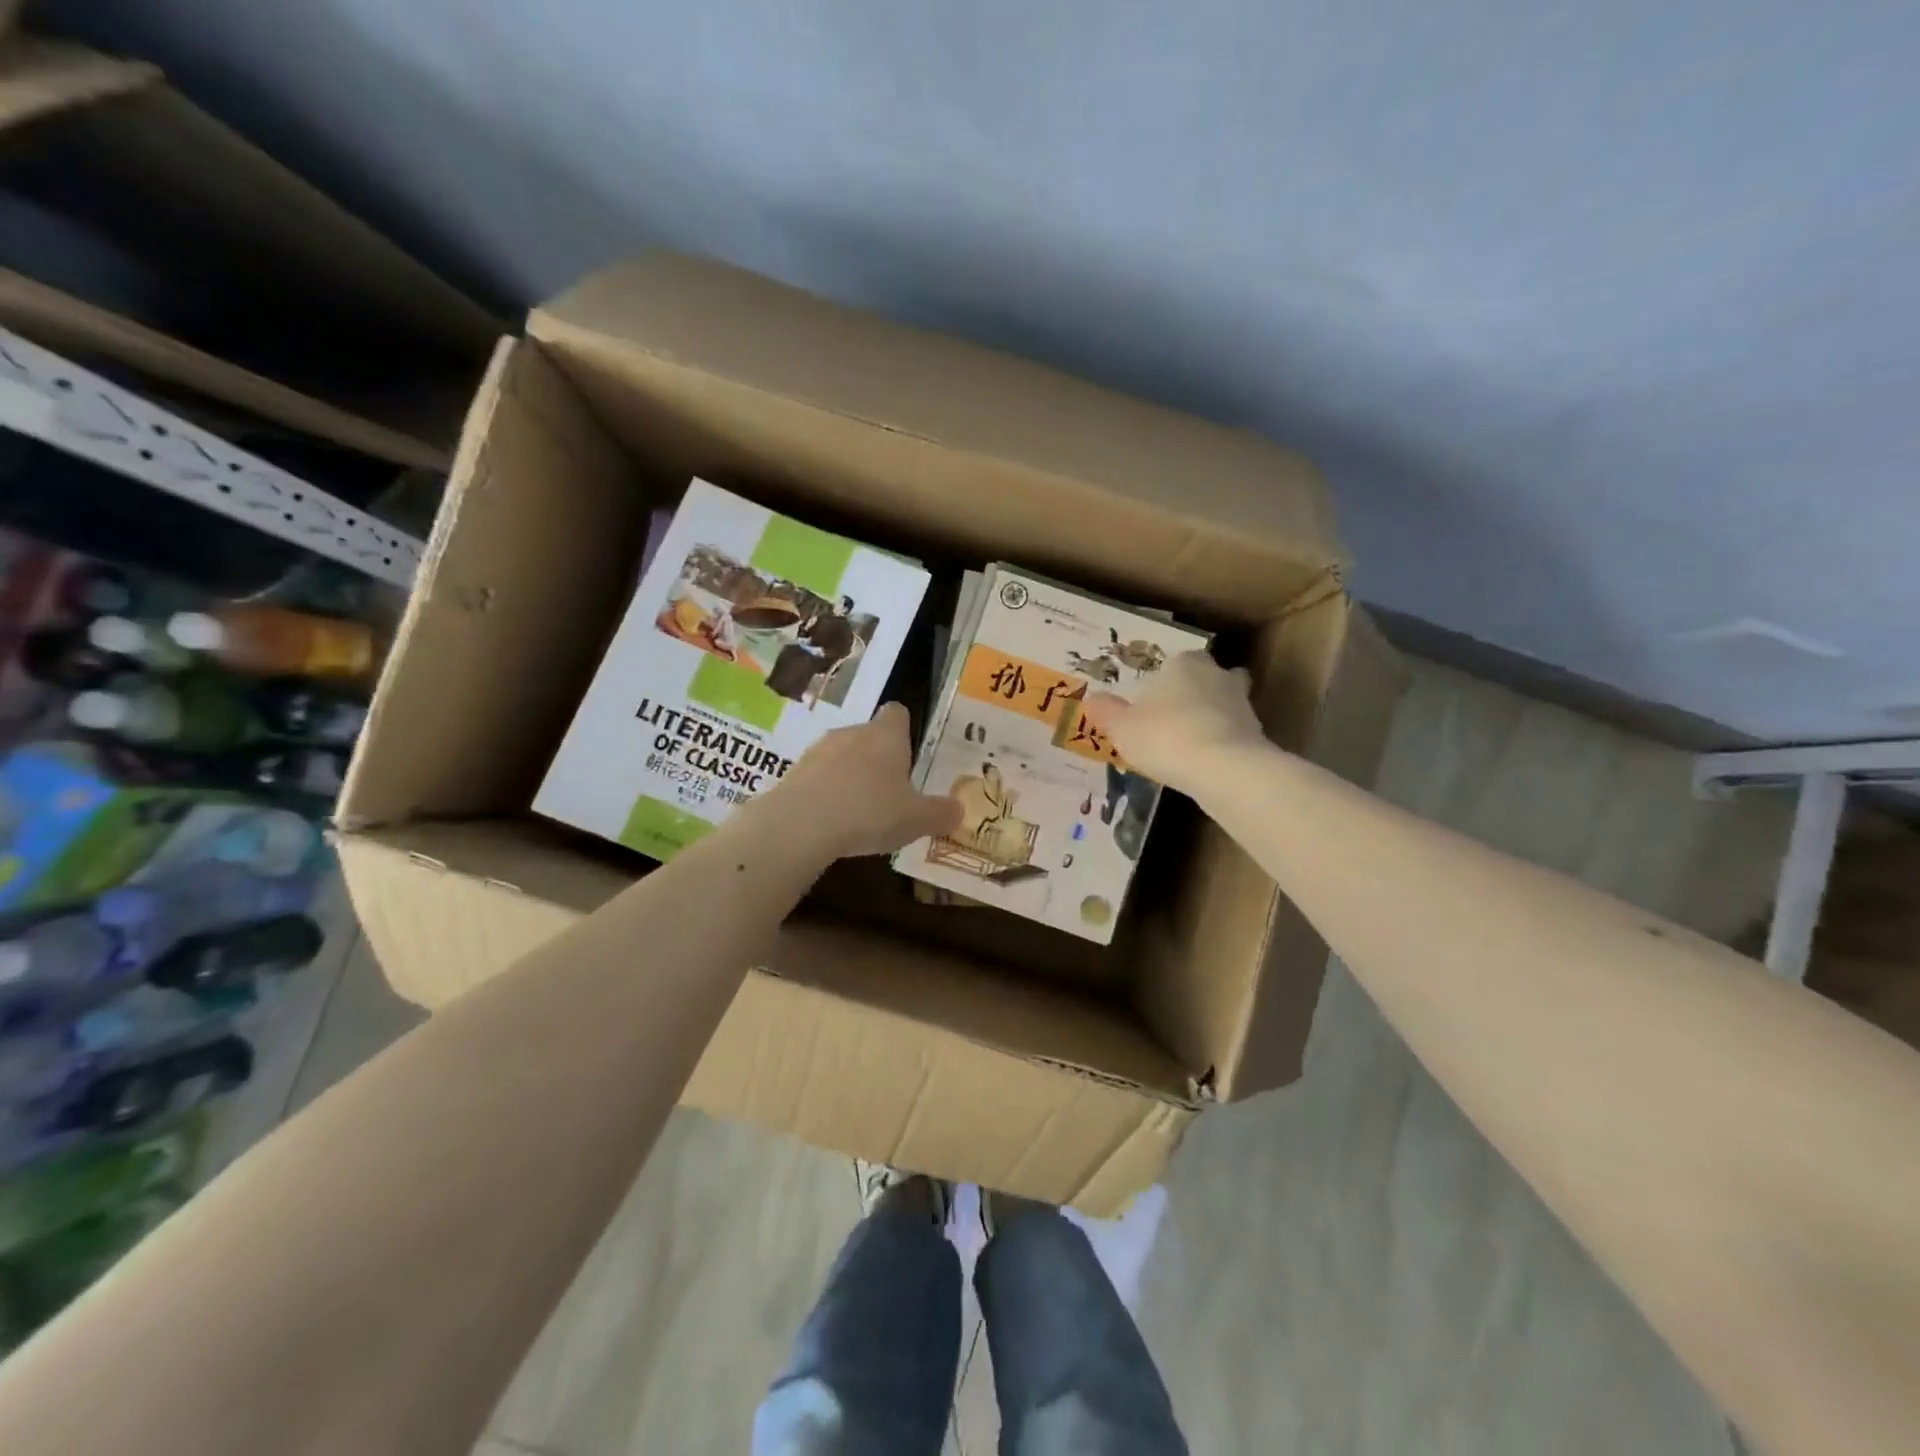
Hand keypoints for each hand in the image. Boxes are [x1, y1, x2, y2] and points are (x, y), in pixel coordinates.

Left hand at [751, 702, 962, 860]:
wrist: (801, 824)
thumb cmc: (870, 812)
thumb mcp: (916, 819)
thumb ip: (940, 813)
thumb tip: (959, 810)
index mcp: (887, 735)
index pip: (898, 713)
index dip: (905, 729)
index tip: (910, 752)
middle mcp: (853, 733)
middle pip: (870, 735)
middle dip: (879, 758)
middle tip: (892, 791)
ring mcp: (819, 750)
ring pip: (842, 755)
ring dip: (851, 776)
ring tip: (861, 810)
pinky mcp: (794, 772)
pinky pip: (818, 777)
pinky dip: (827, 793)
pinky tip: (833, 821)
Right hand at [1080, 650, 1266, 794]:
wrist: (1223, 768)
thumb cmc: (1165, 736)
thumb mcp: (1121, 727)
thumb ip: (1106, 712)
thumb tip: (1092, 699)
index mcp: (1183, 663)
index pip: (1174, 663)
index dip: (1162, 682)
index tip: (1150, 703)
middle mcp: (1216, 674)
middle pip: (1205, 678)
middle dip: (1194, 694)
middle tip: (1173, 718)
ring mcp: (1242, 703)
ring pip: (1223, 704)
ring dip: (1211, 719)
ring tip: (1188, 744)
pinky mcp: (1257, 733)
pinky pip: (1233, 733)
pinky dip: (1222, 743)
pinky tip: (1205, 763)